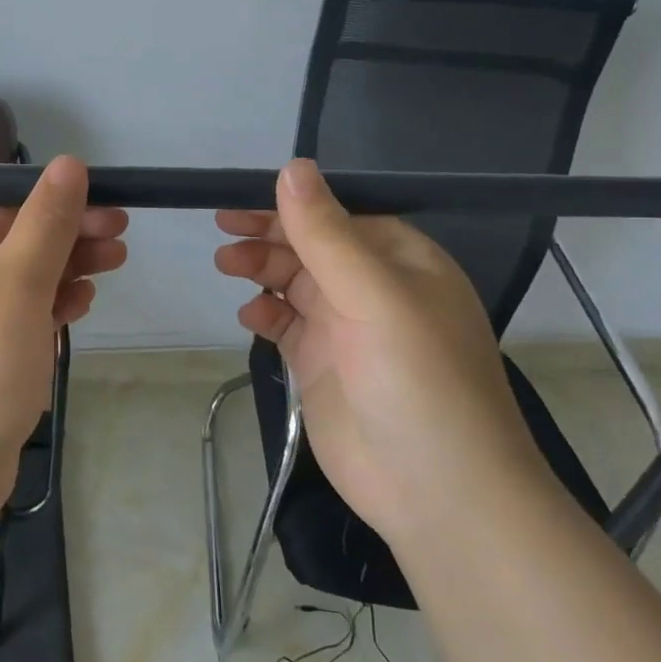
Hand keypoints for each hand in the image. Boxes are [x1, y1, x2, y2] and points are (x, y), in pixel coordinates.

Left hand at [0, 156, 127, 521]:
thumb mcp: (19, 281)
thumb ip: (47, 220)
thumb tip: (68, 162)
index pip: (8, 202)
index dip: (60, 201)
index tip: (111, 210)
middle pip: (18, 239)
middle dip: (71, 236)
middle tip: (122, 241)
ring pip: (23, 279)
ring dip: (67, 269)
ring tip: (113, 267)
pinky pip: (18, 318)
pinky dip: (49, 307)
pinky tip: (79, 307)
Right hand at [215, 159, 542, 537]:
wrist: (438, 494)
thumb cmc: (418, 381)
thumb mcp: (374, 297)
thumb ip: (327, 234)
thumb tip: (292, 167)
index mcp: (403, 262)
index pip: (340, 215)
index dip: (292, 205)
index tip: (241, 199)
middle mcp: (375, 290)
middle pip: (312, 246)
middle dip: (269, 236)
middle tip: (223, 234)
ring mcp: (347, 330)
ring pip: (295, 282)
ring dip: (262, 269)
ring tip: (227, 265)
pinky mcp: (322, 367)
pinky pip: (287, 325)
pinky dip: (265, 314)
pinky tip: (250, 316)